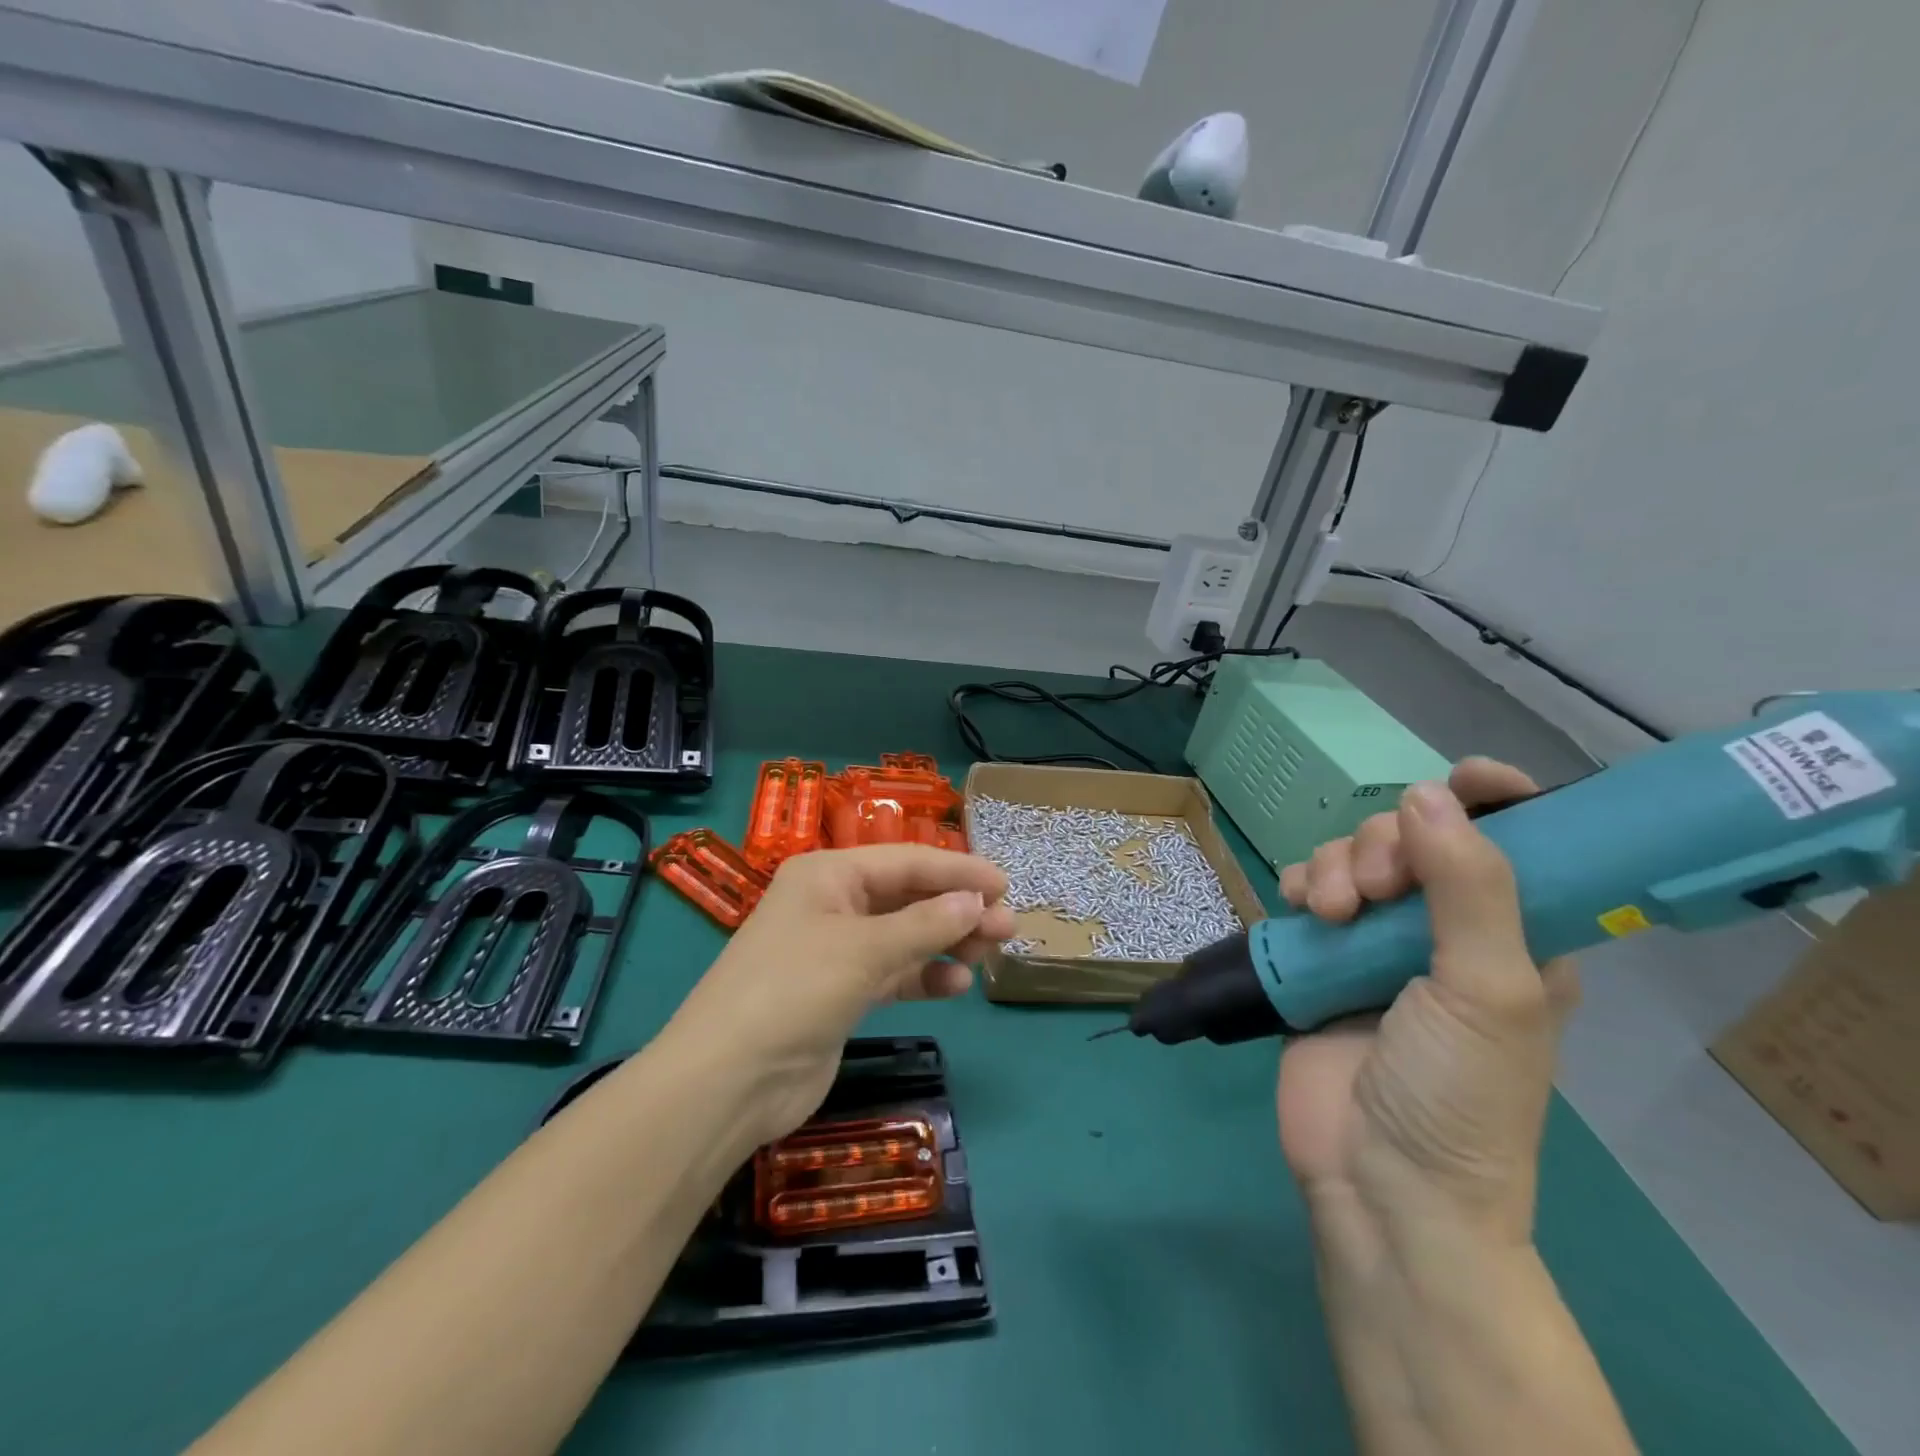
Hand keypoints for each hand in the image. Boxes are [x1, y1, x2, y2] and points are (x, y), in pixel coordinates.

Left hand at [659, 845, 1015, 1145]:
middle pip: (907, 897)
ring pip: (904, 936)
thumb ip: (924, 925)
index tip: (1004, 884)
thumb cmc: (793, 991)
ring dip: (946, 942)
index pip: (905, 861)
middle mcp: (832, 904)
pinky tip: (956, 984)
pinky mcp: (841, 994)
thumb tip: (976, 902)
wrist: (728, 1082)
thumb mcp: (863, 950)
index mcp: (828, 875)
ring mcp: (836, 951)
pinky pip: (893, 973)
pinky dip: (924, 976)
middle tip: (1008, 926)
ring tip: (991, 953)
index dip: (957, 870)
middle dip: (957, 909)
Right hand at [1275, 760, 1579, 1253]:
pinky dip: (1301, 883)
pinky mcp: (1322, 958)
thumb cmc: (1458, 1092)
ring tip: (1329, 912)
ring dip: (1337, 865)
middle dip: (1387, 846)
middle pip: (1414, 838)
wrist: (1381, 1182)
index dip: (1495, 800)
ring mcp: (1378, 943)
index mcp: (1516, 936)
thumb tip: (1427, 793)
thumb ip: (1469, 886)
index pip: (1517, 843)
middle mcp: (1445, 929)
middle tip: (1375, 893)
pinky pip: (1308, 889)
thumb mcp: (1489, 988)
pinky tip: (1298, 906)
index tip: (1463, 778)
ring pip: (1354, 858)